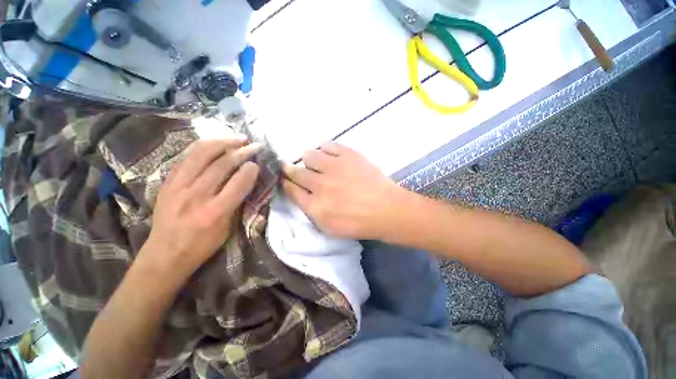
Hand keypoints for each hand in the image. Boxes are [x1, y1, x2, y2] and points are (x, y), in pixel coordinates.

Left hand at [142, 137, 260, 283]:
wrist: (165, 254)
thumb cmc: (202, 245)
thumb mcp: (228, 229)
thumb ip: (238, 202)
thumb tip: (247, 180)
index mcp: (215, 212)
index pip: (238, 183)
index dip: (251, 170)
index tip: (257, 163)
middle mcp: (196, 196)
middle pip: (221, 165)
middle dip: (241, 151)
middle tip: (253, 145)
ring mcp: (178, 186)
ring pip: (201, 154)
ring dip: (223, 142)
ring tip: (237, 138)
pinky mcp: (167, 182)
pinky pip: (187, 157)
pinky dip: (204, 147)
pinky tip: (215, 144)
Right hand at [282, 142, 405, 239]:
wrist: (387, 210)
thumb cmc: (359, 223)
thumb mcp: (330, 228)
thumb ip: (311, 211)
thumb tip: (300, 194)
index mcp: (315, 206)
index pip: (291, 189)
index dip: (286, 183)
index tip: (286, 180)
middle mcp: (320, 184)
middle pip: (295, 171)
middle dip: (290, 169)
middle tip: (293, 168)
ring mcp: (334, 167)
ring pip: (308, 155)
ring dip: (309, 160)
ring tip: (317, 164)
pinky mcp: (348, 155)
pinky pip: (327, 145)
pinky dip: (325, 149)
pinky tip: (329, 156)